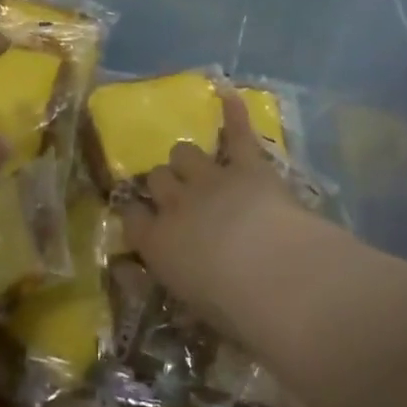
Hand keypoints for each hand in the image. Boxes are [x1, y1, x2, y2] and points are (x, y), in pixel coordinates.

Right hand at [117, 90, 317, 340]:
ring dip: (189, 160)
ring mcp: (210, 178)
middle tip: (179, 197)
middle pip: (157, 178)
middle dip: (165, 185)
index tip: (141, 219)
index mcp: (158, 244)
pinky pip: (237, 131)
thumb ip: (182, 290)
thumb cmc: (235, 309)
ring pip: (185, 152)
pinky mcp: (247, 164)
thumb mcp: (197, 311)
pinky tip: (228, 94)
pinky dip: (234, 112)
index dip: (135, 214)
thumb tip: (175, 293)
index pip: (131, 218)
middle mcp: (176, 204)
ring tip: (199, 166)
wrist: (274, 273)